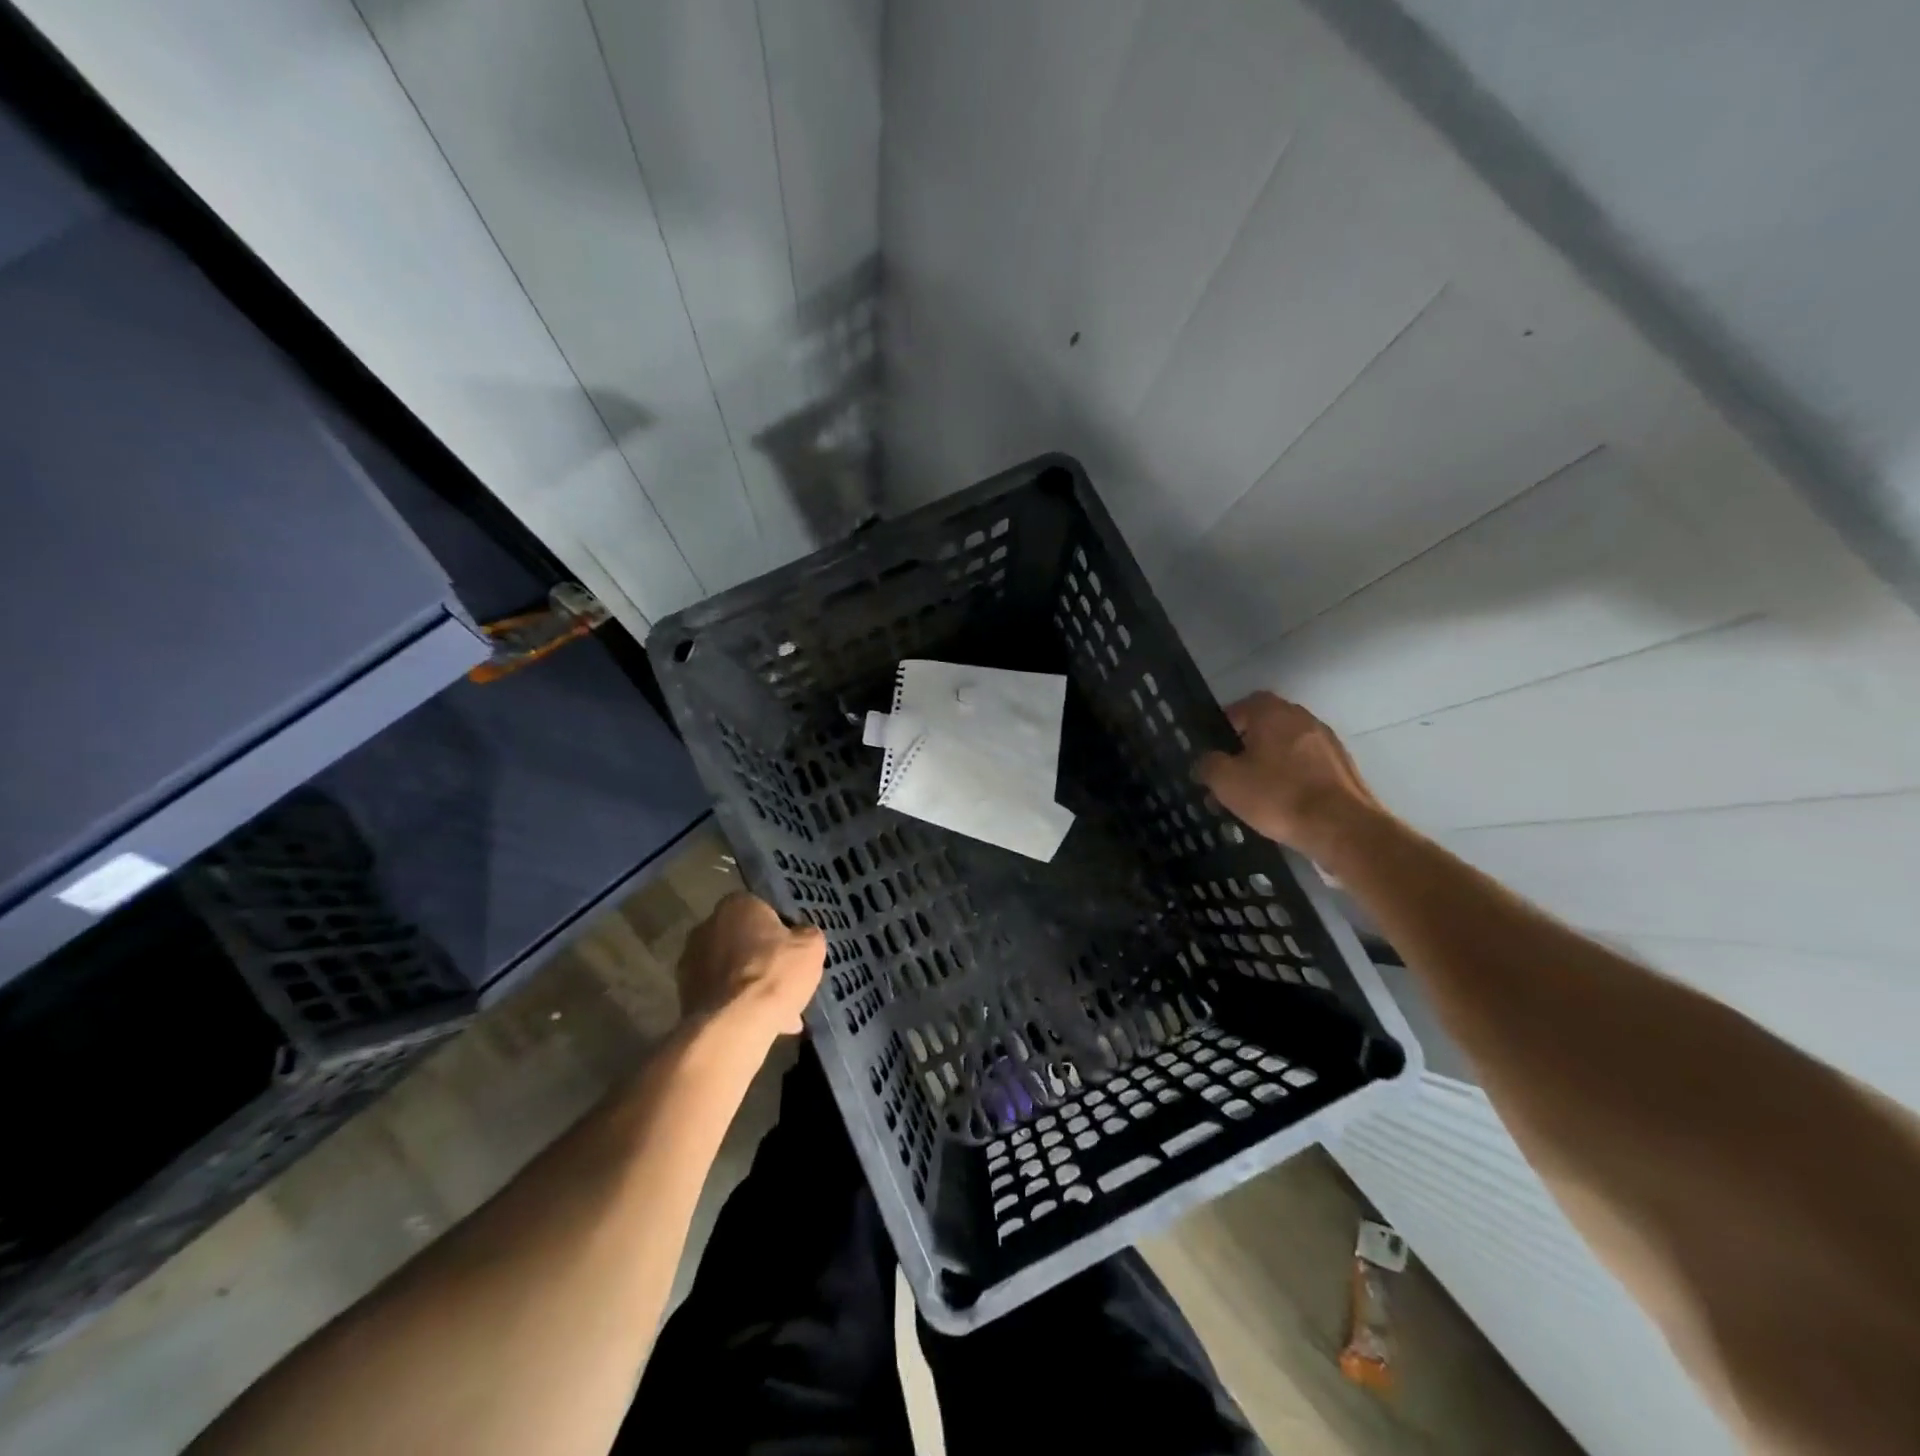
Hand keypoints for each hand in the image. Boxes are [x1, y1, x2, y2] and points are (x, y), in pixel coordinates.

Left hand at [677, 892, 824, 1039]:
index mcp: (737, 904)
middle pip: (745, 942)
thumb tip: (801, 936)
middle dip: (764, 961)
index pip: (764, 911)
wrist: (732, 1025)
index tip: (794, 953)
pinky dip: (738, 1007)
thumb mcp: (811, 947)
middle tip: (786, 983)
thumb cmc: (775, 973)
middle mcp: (706, 926)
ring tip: (779, 1014)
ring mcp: (690, 962)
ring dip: (751, 987)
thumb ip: (807, 935)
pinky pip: (721, 995)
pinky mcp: (684, 995)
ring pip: (732, 972)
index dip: (782, 933)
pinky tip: (761, 1025)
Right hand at [1194, 692, 1387, 864]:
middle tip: (1229, 776)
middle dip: (1245, 748)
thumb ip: (1208, 765)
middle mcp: (1302, 718)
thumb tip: (1204, 762)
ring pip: (1286, 748)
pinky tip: (1282, 804)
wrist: (1342, 827)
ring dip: (1268, 765)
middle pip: (1265, 727)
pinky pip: (1305, 766)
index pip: (1242, 705)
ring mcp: (1326, 742)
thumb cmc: (1277, 795)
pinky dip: (1290, 778)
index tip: (1214, 750)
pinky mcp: (1342, 767)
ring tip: (1253, 796)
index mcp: (1272, 713)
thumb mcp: (1226, 782)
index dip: (1224, 726)